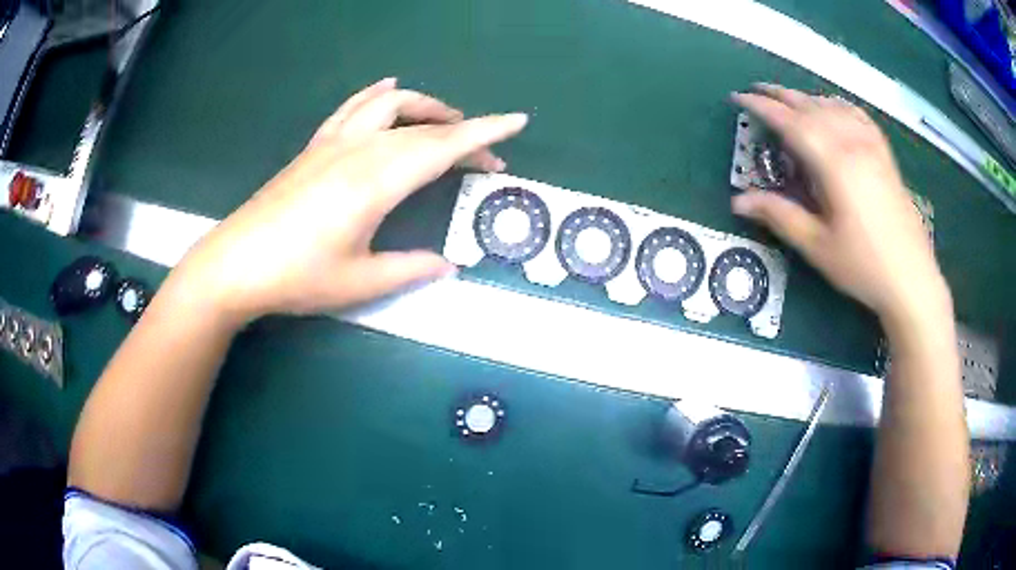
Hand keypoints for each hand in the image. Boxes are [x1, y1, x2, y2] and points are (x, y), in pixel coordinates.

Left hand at [175, 78, 527, 320]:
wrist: (235, 264)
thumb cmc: (296, 276)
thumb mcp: (359, 282)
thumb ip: (409, 268)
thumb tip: (448, 264)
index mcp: (376, 182)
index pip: (444, 147)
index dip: (485, 133)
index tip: (518, 121)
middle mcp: (360, 150)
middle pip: (424, 127)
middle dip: (465, 134)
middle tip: (487, 157)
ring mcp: (334, 143)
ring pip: (391, 105)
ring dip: (426, 107)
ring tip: (447, 121)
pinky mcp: (315, 147)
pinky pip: (353, 107)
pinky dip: (377, 94)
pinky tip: (389, 88)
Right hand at [730, 84, 949, 327]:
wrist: (911, 279)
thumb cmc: (863, 266)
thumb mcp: (817, 246)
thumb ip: (779, 216)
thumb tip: (738, 202)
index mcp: (834, 162)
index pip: (790, 122)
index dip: (762, 107)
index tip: (739, 98)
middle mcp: (852, 143)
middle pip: (811, 106)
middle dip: (781, 95)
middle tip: (757, 91)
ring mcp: (871, 146)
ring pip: (833, 106)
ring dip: (806, 98)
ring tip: (789, 100)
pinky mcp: (884, 154)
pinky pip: (857, 115)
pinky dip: (837, 105)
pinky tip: (832, 109)